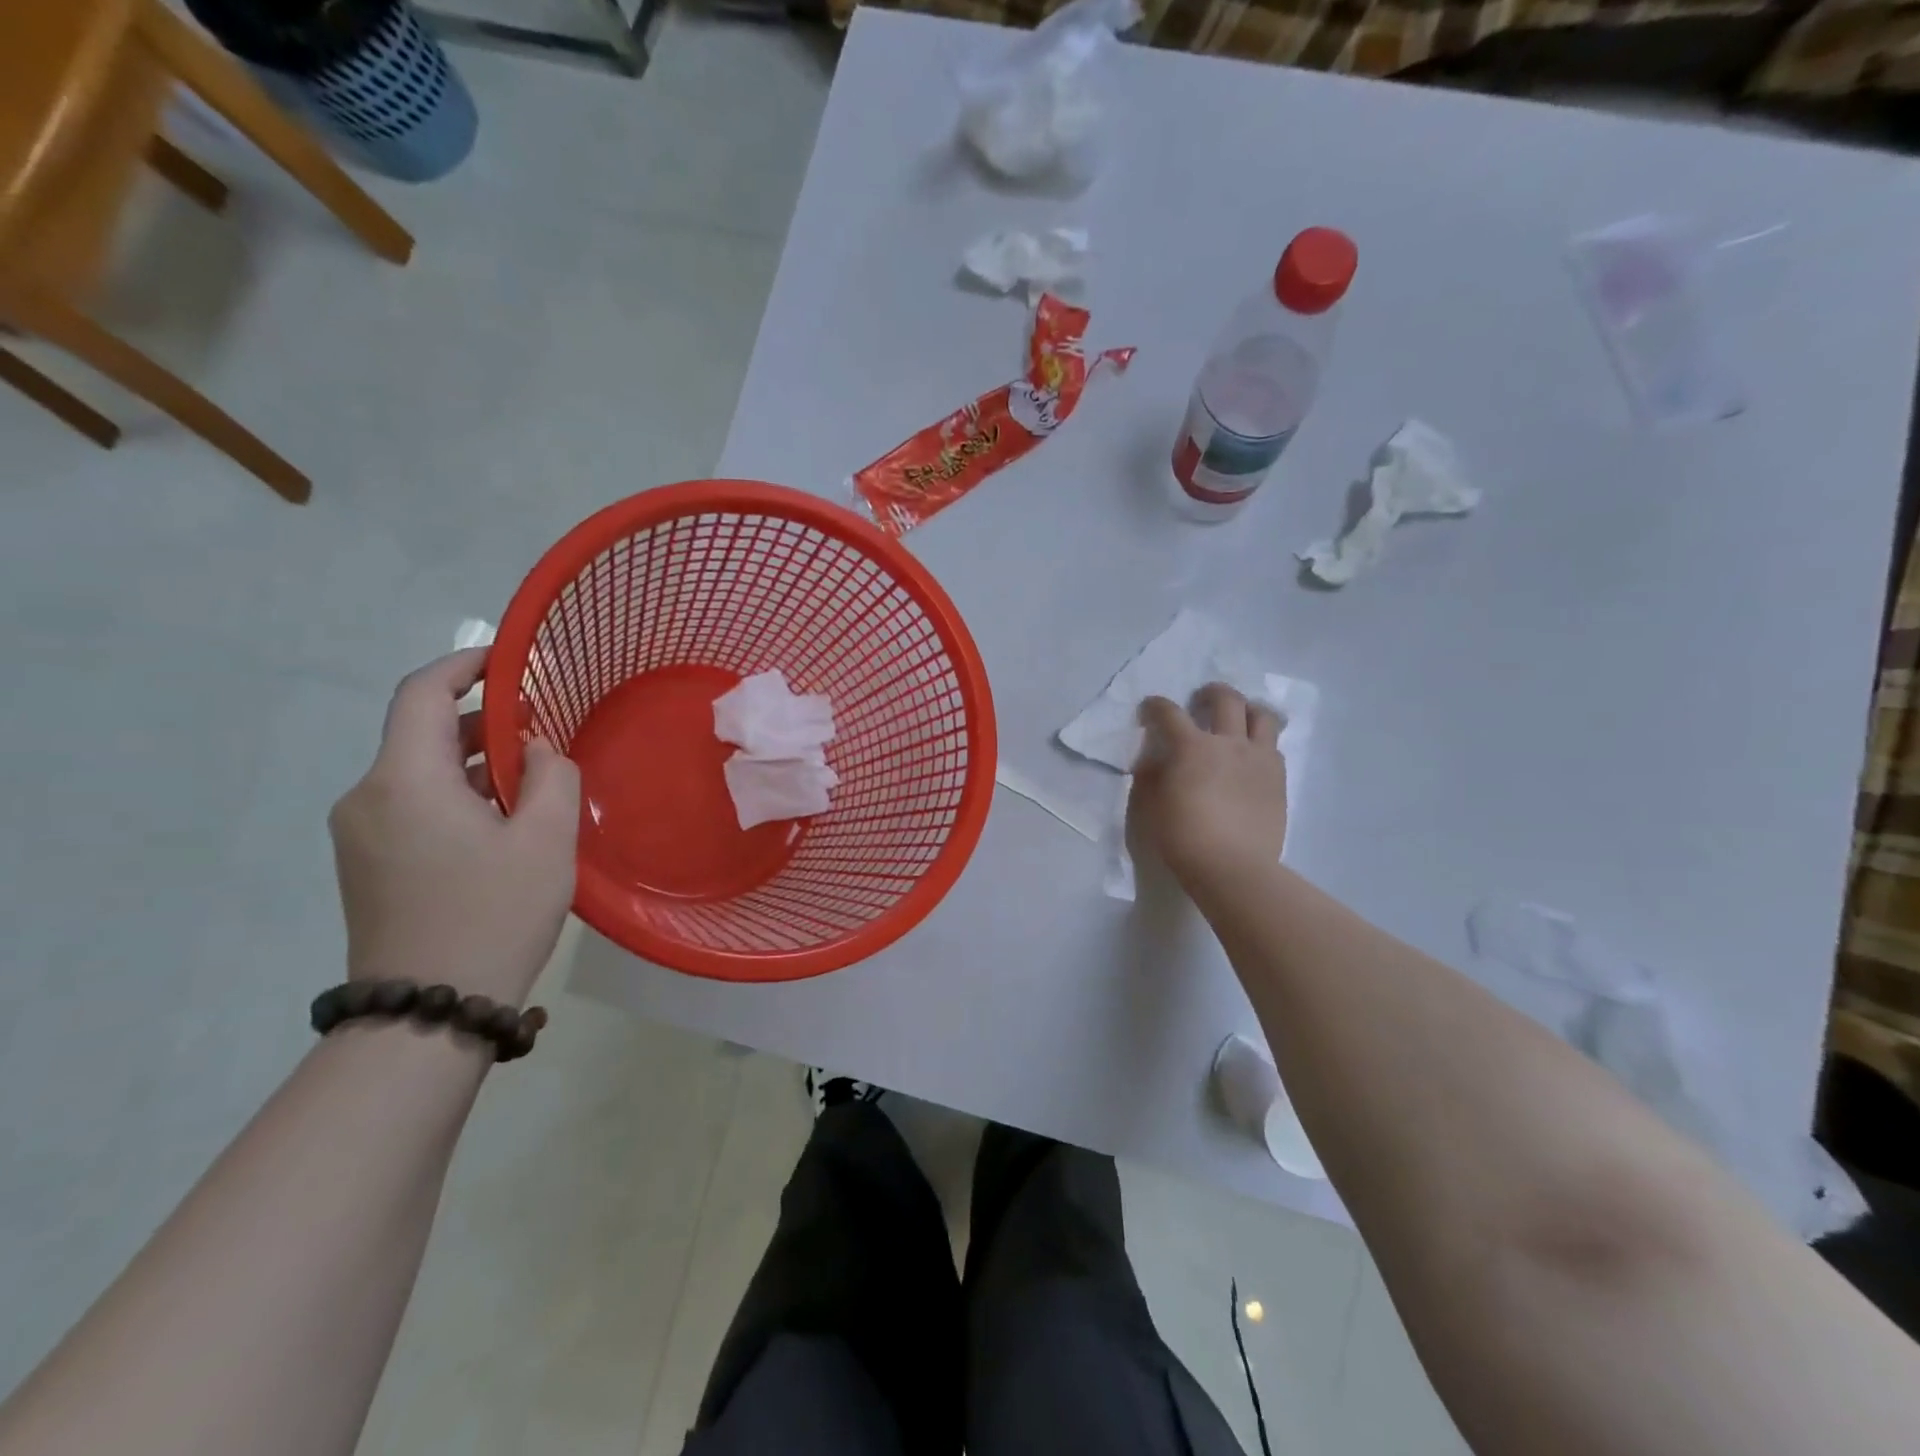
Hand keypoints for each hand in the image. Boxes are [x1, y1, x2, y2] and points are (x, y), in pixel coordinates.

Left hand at [330, 649, 580, 1006]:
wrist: (430, 1011)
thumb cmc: (494, 915)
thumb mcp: (546, 839)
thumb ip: (552, 776)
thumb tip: (538, 749)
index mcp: (404, 780)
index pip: (421, 693)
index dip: (465, 665)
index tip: (512, 660)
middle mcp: (367, 797)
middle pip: (422, 733)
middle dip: (483, 720)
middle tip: (544, 727)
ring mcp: (360, 834)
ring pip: (420, 772)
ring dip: (475, 763)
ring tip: (535, 780)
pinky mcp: (367, 864)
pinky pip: (413, 805)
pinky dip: (457, 795)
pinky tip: (503, 822)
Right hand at [1129, 683, 1286, 888]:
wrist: (1232, 867)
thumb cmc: (1182, 837)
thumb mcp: (1150, 806)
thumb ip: (1150, 776)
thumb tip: (1153, 762)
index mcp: (1191, 747)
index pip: (1169, 713)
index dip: (1155, 706)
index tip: (1149, 709)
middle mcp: (1229, 742)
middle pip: (1226, 700)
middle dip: (1210, 693)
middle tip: (1201, 700)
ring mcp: (1259, 759)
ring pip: (1262, 716)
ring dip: (1247, 710)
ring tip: (1238, 719)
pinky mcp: (1278, 778)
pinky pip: (1273, 747)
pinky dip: (1260, 742)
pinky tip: (1251, 756)